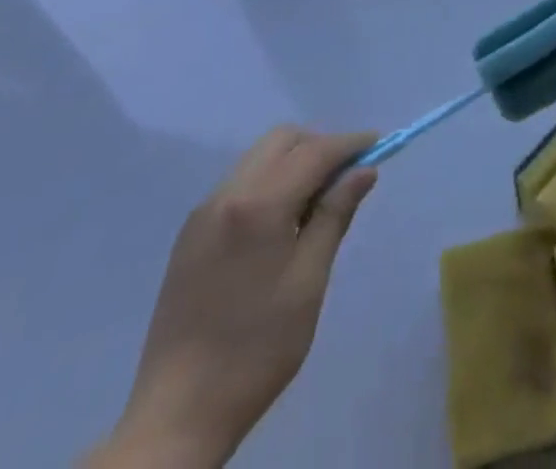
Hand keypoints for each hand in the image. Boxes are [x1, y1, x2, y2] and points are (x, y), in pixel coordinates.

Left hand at [87, 127, 377, 468]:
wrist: (177, 415)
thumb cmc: (256, 348)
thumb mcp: (309, 281)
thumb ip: (335, 215)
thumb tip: (364, 170)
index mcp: (258, 205)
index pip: (314, 151)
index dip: (350, 143)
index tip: (379, 145)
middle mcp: (227, 195)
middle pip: (282, 141)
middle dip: (319, 146)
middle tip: (346, 176)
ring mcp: (203, 213)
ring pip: (259, 158)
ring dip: (293, 162)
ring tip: (317, 201)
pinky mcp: (190, 234)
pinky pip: (239, 183)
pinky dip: (269, 181)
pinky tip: (282, 220)